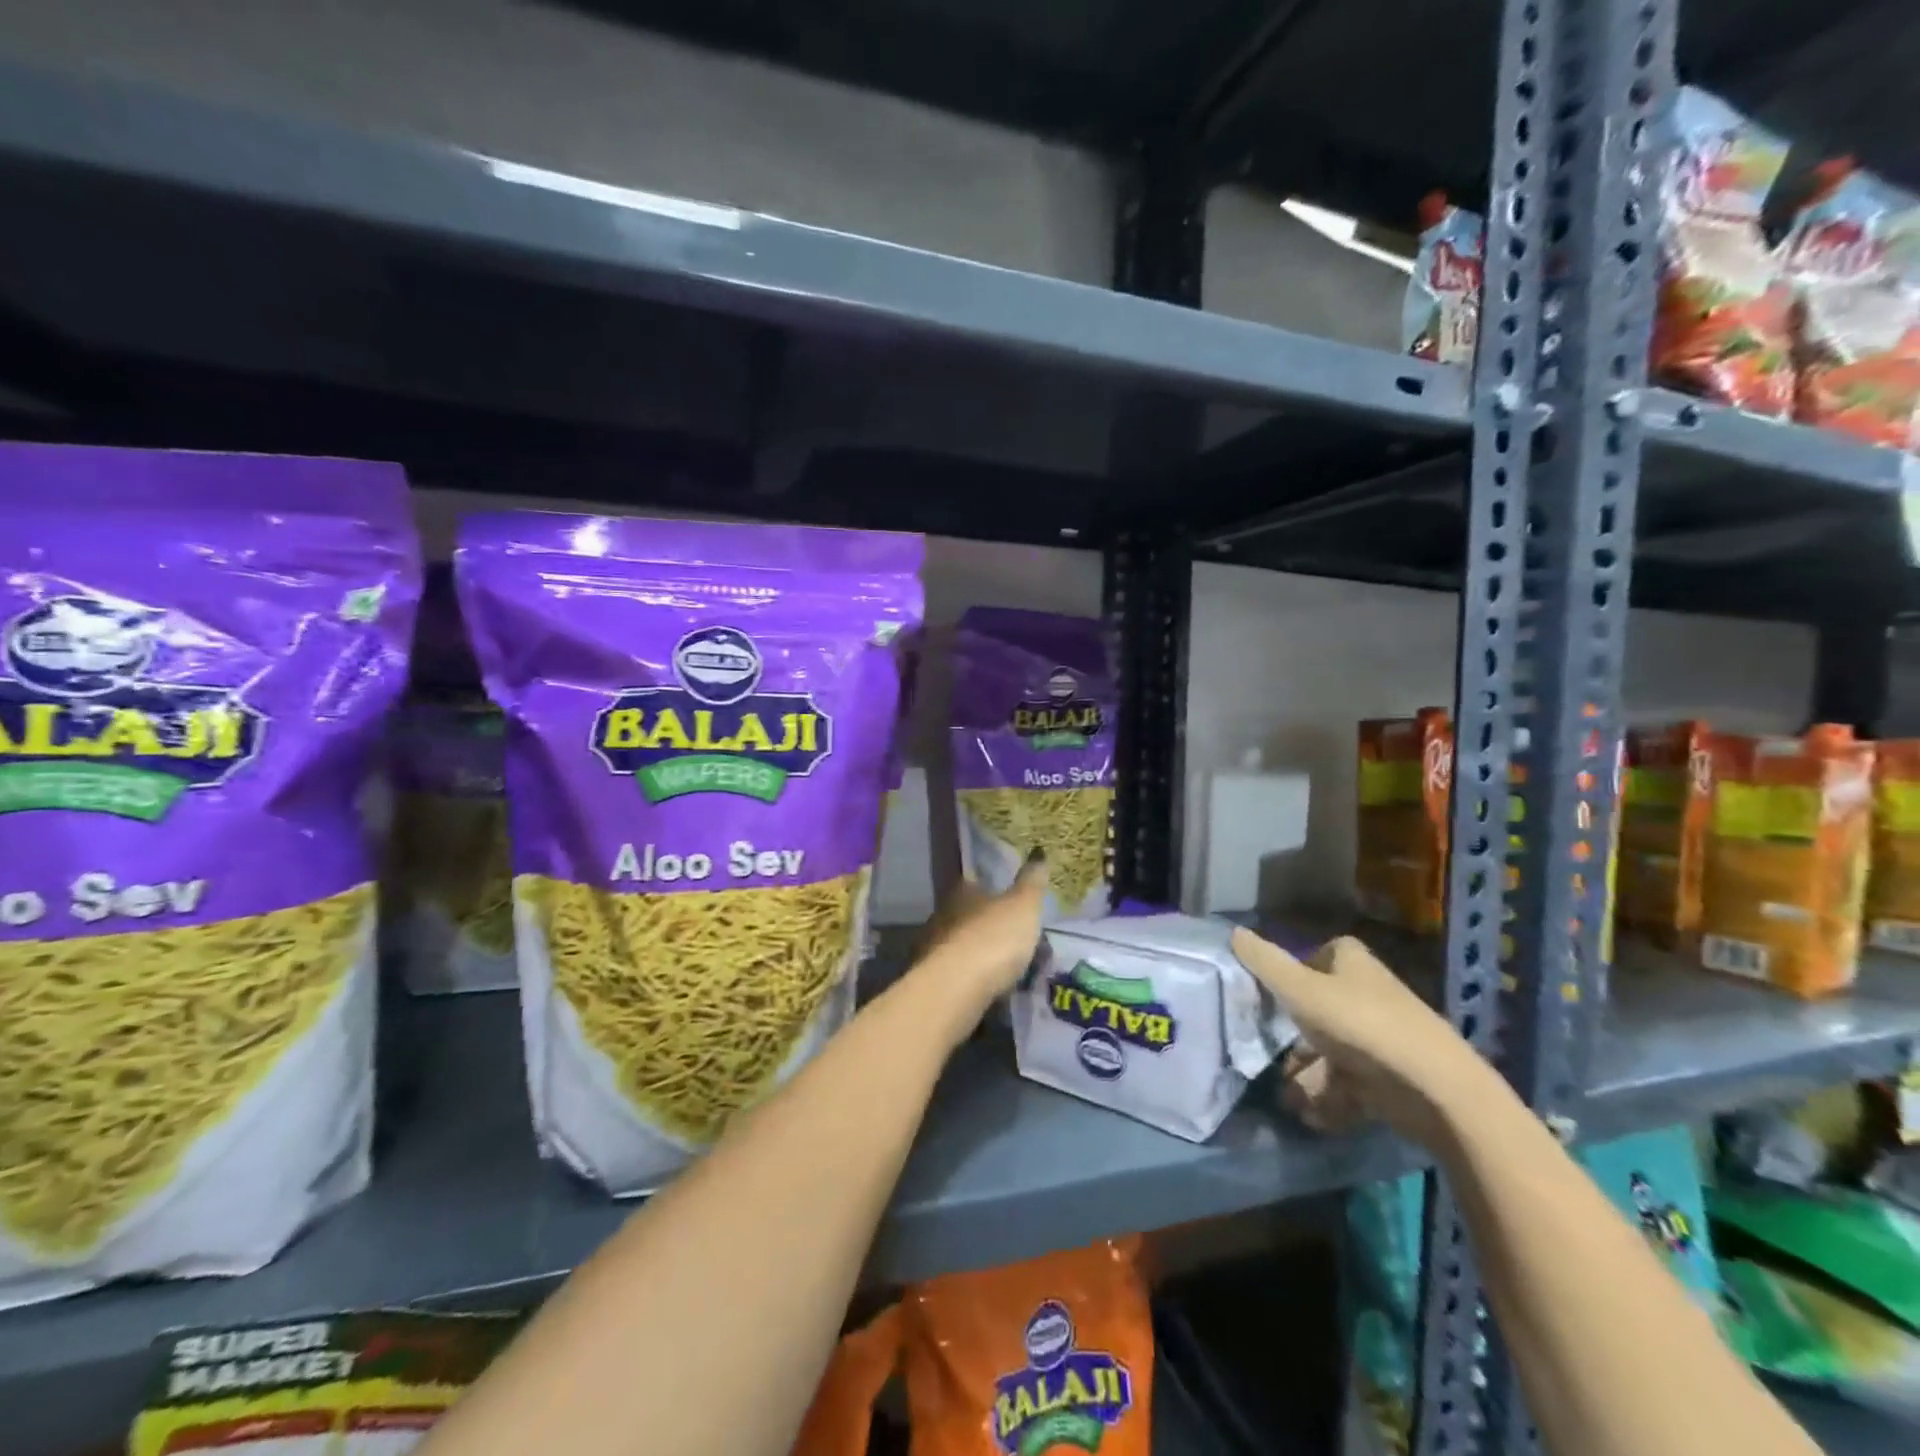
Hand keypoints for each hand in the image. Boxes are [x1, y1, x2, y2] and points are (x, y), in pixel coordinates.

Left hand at [914, 854, 1048, 1021]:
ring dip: (982, 953)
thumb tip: (1038, 851)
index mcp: (962, 892)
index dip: (992, 889)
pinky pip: (960, 974)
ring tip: (1009, 967)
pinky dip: (975, 977)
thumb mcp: (1023, 905)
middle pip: (968, 914)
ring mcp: (934, 948)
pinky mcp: (934, 981)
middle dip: (989, 924)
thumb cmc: (994, 937)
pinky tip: (993, 988)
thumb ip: (1032, 881)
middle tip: (1016, 936)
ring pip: (963, 945)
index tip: (1010, 898)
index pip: (974, 882)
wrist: (957, 989)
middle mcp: (942, 914)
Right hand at [1229, 929, 1490, 1147]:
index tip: (1267, 997)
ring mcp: (1379, 1036)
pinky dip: (1328, 1098)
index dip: (1289, 973)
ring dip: (1305, 1076)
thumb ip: (1264, 963)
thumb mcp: (1300, 990)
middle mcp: (1366, 992)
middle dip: (1290, 1038)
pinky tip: (1312, 1115)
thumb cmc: (1360, 1024)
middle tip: (1267, 1057)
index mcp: (1351, 962)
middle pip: (1315, 1008)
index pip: (1314, 955)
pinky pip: (1347, 1083)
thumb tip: (1232, 932)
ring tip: (1289, 1099)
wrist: (1434, 1089)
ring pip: (1328, 1051)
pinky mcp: (1389, 1075)